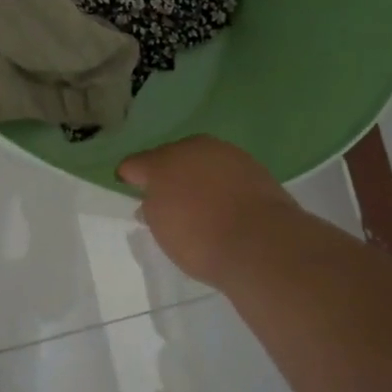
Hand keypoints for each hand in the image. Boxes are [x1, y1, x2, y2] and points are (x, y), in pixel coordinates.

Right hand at [119, 136, 298, 281]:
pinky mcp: (253, 164)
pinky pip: (226, 170)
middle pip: (170, 157)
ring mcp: (225, 152)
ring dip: (196, 175)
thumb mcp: (162, 231)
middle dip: (166, 173)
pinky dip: (221, 182)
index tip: (130, 189)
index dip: (129, 177)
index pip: (134, 164)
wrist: (262, 243)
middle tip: (168, 198)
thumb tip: (151, 201)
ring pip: (201, 160)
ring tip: (201, 202)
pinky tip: (226, 202)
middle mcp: (191, 148)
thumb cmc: (200, 239)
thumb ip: (151, 209)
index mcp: (161, 162)